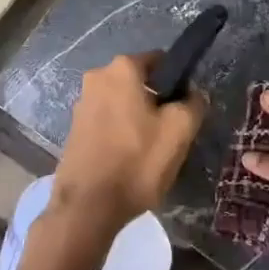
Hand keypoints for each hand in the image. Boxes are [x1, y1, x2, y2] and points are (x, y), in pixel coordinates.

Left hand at [53, 52, 206, 233]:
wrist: (87, 208)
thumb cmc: (136, 162)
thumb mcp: (180, 130)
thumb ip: (194, 103)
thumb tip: (194, 94)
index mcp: (122, 68)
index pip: (161, 61)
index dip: (178, 82)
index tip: (185, 108)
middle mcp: (97, 77)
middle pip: (140, 82)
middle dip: (156, 101)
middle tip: (170, 132)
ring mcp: (82, 103)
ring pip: (123, 103)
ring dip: (137, 118)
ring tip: (150, 150)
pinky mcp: (74, 129)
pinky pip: (107, 121)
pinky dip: (120, 132)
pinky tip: (129, 158)